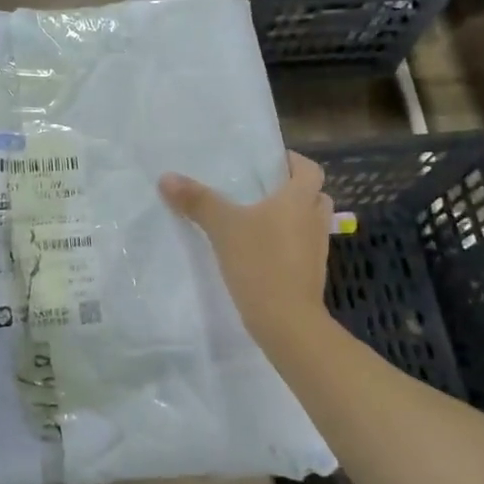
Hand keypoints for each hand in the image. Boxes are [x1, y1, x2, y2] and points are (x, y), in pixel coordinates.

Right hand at [160, 152, 331, 348]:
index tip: (268, 163)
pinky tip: (259, 250)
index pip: (310, 168)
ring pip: (307, 222)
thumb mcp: (223, 227)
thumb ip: (197, 200)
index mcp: (299, 199)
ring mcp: (317, 249)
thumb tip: (166, 177)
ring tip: (256, 218)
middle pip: (313, 194)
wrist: (286, 322)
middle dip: (291, 189)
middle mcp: (314, 219)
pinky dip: (287, 243)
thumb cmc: (260, 262)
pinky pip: (301, 247)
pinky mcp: (311, 273)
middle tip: (260, 190)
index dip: (292, 161)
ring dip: (290, 217)